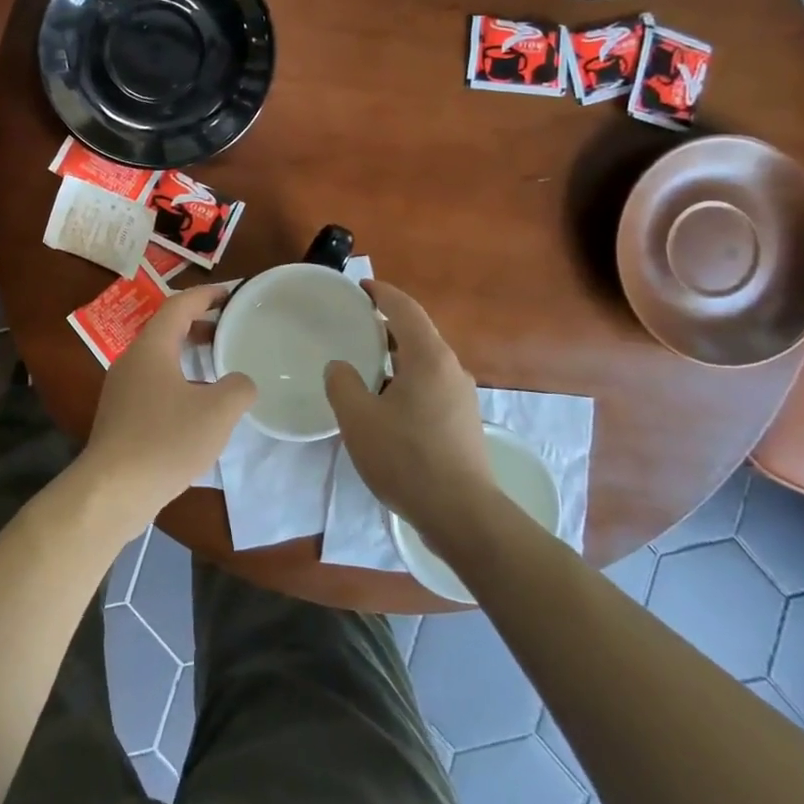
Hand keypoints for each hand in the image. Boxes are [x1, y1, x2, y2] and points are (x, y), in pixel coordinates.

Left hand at [79, 285, 255, 529]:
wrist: (113, 489)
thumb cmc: (166, 440)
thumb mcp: (217, 412)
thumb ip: (238, 388)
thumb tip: (241, 382)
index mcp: (152, 347)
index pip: (179, 305)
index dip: (207, 295)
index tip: (232, 293)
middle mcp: (132, 359)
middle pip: (167, 329)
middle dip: (199, 325)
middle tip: (230, 329)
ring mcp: (122, 388)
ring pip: (159, 358)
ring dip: (188, 354)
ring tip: (218, 366)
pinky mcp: (120, 414)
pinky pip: (153, 382)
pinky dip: (178, 379)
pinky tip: (196, 406)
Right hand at [324, 280, 493, 538]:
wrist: (463, 515)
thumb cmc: (407, 459)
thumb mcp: (359, 419)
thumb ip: (342, 384)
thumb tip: (340, 367)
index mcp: (428, 357)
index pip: (405, 309)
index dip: (382, 293)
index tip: (359, 288)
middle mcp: (451, 368)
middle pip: (417, 332)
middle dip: (386, 323)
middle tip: (354, 324)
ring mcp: (462, 396)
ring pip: (425, 360)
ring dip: (396, 354)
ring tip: (364, 362)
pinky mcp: (463, 421)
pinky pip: (431, 383)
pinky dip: (406, 377)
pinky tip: (385, 401)